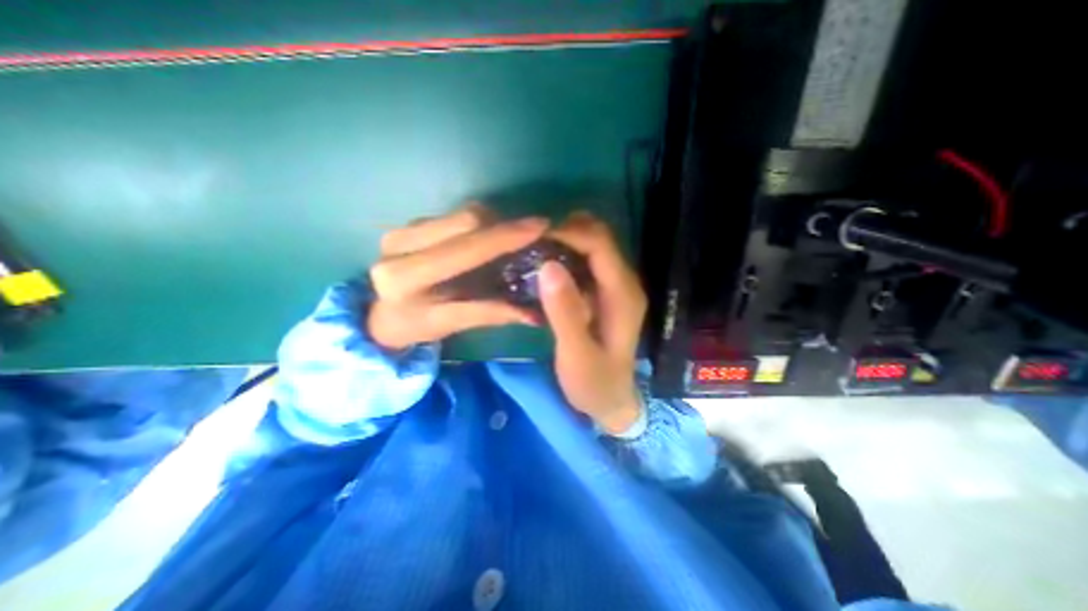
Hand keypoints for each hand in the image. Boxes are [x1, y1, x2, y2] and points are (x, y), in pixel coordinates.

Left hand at [368, 203, 552, 349]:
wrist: (379, 313)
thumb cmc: (415, 325)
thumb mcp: (451, 324)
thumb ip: (490, 314)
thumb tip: (535, 315)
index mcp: (406, 277)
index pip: (465, 248)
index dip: (504, 236)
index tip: (539, 227)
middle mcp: (400, 244)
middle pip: (467, 220)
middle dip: (504, 226)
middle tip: (531, 235)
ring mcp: (403, 228)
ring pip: (462, 213)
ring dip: (493, 223)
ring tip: (510, 240)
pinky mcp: (409, 223)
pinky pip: (454, 215)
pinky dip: (479, 224)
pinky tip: (487, 240)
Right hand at [536, 212, 644, 430]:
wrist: (611, 401)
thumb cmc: (594, 383)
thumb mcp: (576, 354)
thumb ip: (565, 312)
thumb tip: (548, 265)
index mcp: (622, 294)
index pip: (599, 244)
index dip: (568, 232)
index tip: (532, 236)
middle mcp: (624, 283)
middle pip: (599, 238)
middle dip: (565, 230)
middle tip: (529, 241)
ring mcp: (616, 287)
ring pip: (592, 246)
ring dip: (564, 241)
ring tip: (532, 249)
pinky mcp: (604, 293)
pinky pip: (586, 262)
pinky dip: (565, 256)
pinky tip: (544, 266)